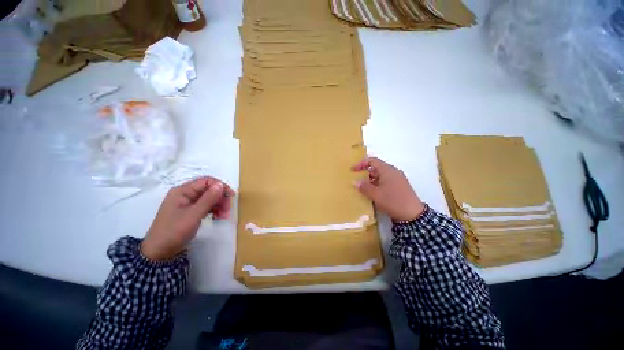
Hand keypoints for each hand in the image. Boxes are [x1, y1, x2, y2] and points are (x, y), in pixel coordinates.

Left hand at [141, 177, 235, 260]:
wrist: (159, 252)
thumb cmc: (174, 231)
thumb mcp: (194, 215)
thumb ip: (208, 199)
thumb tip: (221, 184)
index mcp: (183, 191)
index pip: (207, 181)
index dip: (221, 186)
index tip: (231, 196)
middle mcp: (185, 194)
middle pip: (209, 190)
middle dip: (220, 198)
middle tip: (228, 210)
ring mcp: (187, 203)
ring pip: (209, 198)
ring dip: (219, 205)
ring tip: (224, 216)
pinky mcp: (190, 211)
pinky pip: (206, 206)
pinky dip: (214, 210)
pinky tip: (218, 217)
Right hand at [352, 157, 424, 221]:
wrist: (413, 214)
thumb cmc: (392, 201)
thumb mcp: (376, 195)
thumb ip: (364, 187)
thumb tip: (355, 182)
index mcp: (387, 170)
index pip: (372, 161)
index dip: (361, 163)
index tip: (353, 170)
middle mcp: (393, 171)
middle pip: (376, 168)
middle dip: (365, 173)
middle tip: (357, 181)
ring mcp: (397, 179)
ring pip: (380, 175)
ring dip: (371, 180)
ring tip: (363, 188)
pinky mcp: (399, 186)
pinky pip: (385, 181)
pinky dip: (377, 184)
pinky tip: (373, 193)